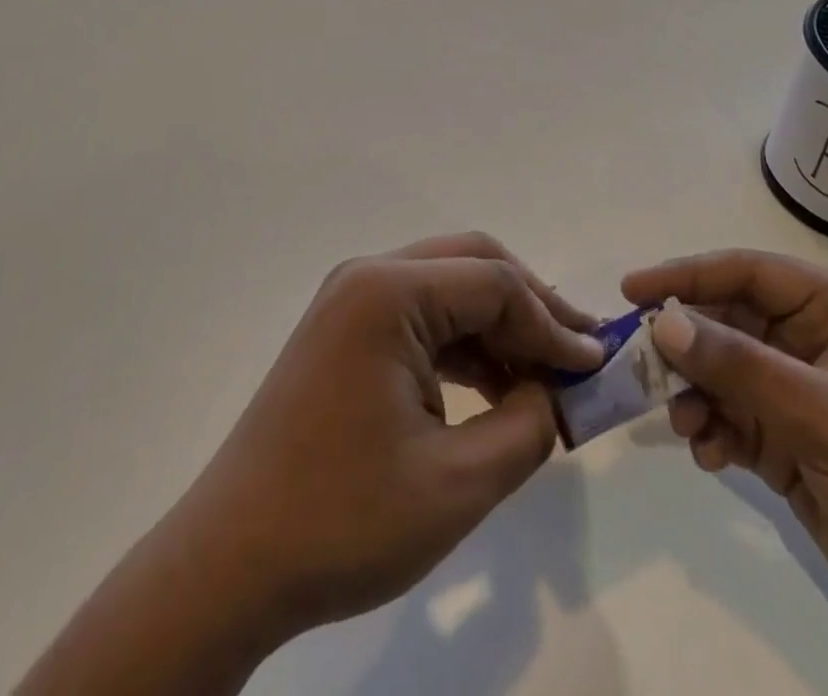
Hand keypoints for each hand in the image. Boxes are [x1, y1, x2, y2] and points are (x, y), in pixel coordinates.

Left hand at [20, 234, 601, 695]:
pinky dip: (463, 345)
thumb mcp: (457, 483)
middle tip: (579, 354)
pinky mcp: (345, 332)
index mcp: (388, 292)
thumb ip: (527, 426)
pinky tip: (495, 385)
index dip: (553, 323)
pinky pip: (419, 318)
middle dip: (530, 307)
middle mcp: (367, 277)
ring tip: (547, 376)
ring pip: (447, 289)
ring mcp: (351, 301)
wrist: (230, 562)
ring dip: (498, 326)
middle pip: (471, 266)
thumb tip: (554, 391)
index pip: (495, 283)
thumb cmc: (343, 520)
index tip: (597, 368)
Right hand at [624, 251, 827, 695]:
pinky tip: (707, 455)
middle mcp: (813, 345)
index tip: (633, 290)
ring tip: (682, 423)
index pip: (747, 272)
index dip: (687, 275)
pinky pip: (731, 422)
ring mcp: (802, 399)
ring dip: (693, 393)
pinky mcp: (792, 449)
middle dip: (684, 342)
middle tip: (638, 363)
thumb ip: (741, 367)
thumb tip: (662, 323)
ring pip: (722, 373)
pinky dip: (710, 432)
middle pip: (727, 322)